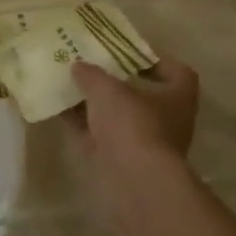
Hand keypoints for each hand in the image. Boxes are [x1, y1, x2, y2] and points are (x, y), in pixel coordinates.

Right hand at [68, 56, 201, 232]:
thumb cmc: (133, 124)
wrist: (135, 183)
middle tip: (89, 65)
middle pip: (140, 94)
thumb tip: (79, 66)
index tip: (128, 52)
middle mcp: (166, 119)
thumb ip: (92, 75)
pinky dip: (80, 124)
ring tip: (67, 83)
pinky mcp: (121, 161)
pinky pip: (98, 135)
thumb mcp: (108, 90)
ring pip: (116, 116)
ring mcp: (143, 143)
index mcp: (177, 96)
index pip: (176, 71)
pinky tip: (58, 109)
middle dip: (114, 81)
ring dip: (94, 103)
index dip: (154, 59)